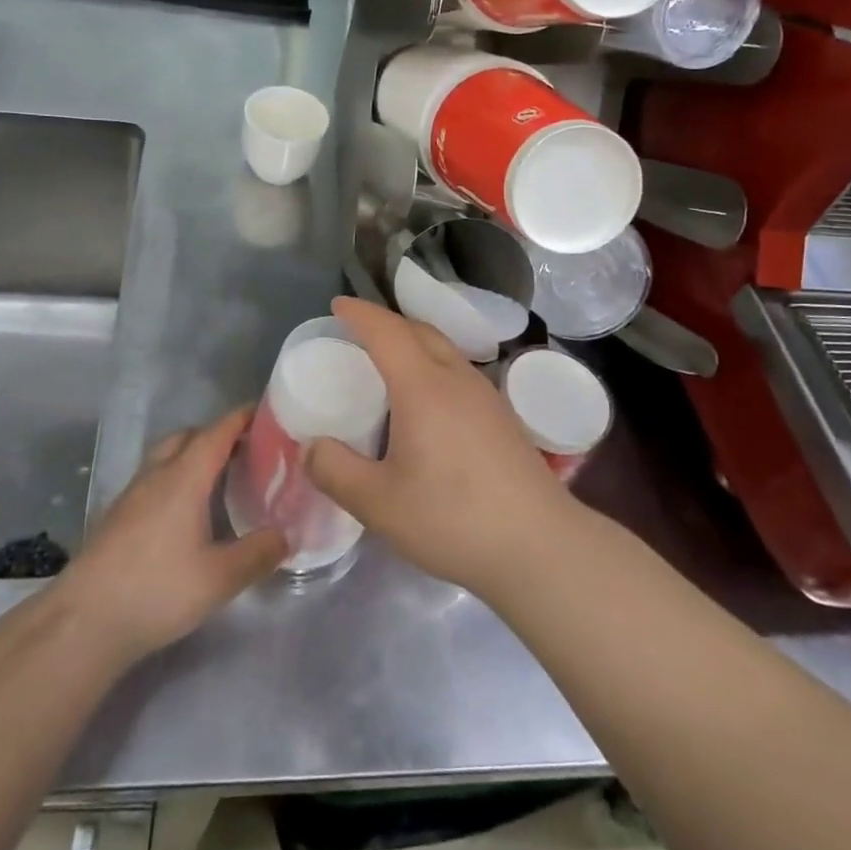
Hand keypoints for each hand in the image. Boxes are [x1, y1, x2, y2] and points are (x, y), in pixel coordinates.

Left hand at [55, 407, 285, 666]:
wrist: (83, 622)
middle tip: (248, 451)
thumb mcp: (220, 578)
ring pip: (167, 456)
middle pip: (189, 436)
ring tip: (220, 479)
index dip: (243, 418)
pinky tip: (186, 511)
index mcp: (185, 477)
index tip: (268, 413)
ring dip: (193, 456)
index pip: (218, 431)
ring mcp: (132, 494)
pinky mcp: (117, 516)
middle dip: (218, 435)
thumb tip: (288, 535)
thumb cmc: (157, 590)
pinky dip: (176, 478)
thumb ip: (258, 553)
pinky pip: (154, 479)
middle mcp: (157, 474)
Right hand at [304, 297, 576, 597]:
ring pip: (444, 349)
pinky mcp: (502, 417)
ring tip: (389, 362)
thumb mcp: (379, 504)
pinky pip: (458, 370)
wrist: (539, 546)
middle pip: (419, 331)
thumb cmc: (453, 518)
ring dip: (413, 341)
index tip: (337, 304)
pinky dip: (432, 364)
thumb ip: (336, 472)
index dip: (360, 313)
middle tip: (358, 331)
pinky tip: (428, 401)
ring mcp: (486, 395)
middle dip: (386, 322)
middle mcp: (456, 378)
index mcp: (423, 386)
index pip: (387, 331)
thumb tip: (311, 447)